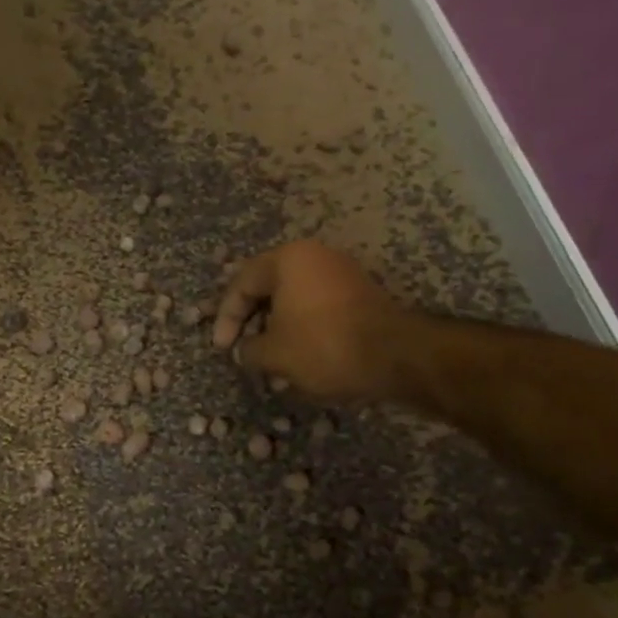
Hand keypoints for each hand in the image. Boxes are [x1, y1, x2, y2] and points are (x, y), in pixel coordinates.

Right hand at [212, 241, 403, 402]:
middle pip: (269, 287)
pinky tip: (299, 358)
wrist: (395, 356)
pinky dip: (302, 329)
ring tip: (270, 361)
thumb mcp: (274, 354)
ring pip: (294, 299)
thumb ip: (248, 349)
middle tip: (243, 350)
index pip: (242, 283)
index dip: (226, 318)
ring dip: (277, 329)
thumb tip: (244, 350)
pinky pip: (318, 307)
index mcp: (288, 259)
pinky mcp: (360, 294)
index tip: (222, 347)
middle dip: (252, 322)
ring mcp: (341, 273)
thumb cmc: (323, 346)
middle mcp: (315, 256)